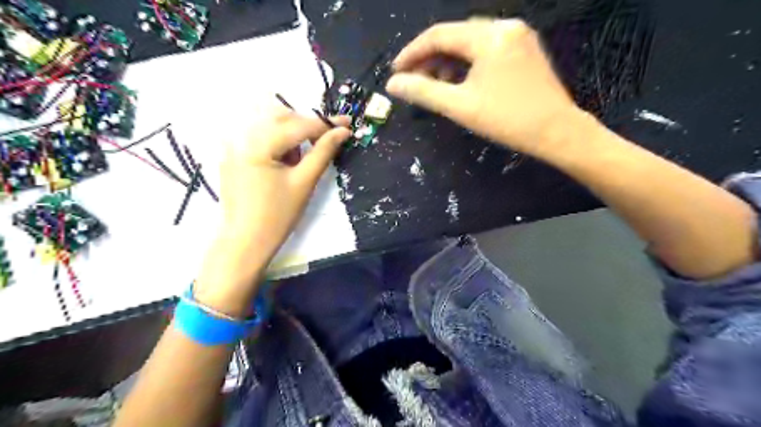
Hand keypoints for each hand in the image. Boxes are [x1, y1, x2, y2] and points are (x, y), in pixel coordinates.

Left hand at [218, 111, 351, 255]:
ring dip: (292, 134)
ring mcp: (233, 145)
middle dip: (307, 126)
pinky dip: (278, 142)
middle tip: (325, 142)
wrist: (246, 241)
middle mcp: (241, 137)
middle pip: (282, 117)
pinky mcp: (233, 155)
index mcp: (258, 144)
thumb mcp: (304, 182)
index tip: (347, 123)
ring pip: (270, 125)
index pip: (298, 125)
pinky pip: (259, 137)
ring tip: (299, 160)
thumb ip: (323, 152)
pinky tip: (284, 163)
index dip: (325, 124)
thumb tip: (342, 132)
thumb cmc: (278, 215)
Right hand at [387, 18, 583, 156]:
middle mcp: (505, 27)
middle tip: (413, 81)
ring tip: (435, 84)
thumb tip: (392, 85)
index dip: (412, 53)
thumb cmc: (507, 120)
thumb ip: (423, 92)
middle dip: (430, 58)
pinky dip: (467, 63)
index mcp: (489, 37)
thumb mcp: (460, 107)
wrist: (558, 132)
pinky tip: (460, 81)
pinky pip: (486, 49)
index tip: (396, 72)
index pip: (439, 35)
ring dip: (448, 61)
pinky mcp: (524, 50)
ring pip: (470, 42)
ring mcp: (518, 37)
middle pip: (455, 36)